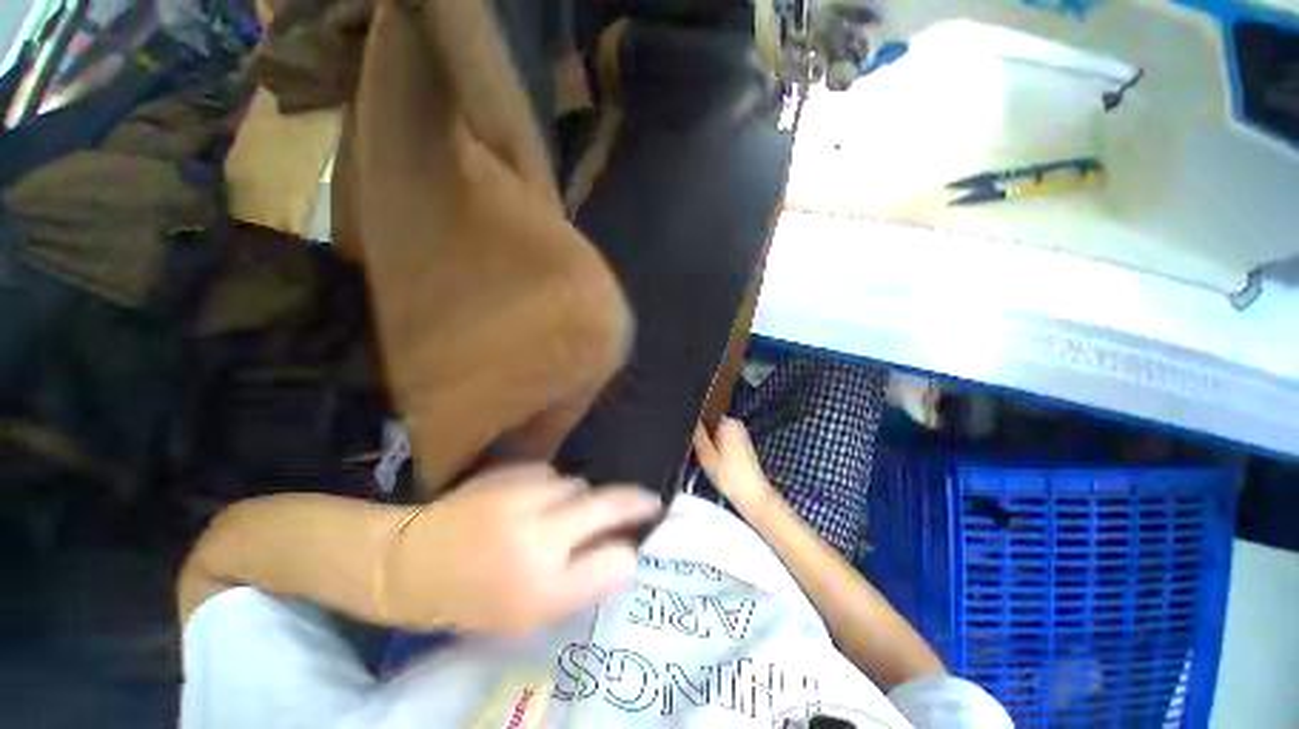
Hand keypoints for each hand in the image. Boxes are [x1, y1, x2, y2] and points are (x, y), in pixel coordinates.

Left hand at [388, 464, 660, 633]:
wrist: (411, 562)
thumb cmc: (472, 599)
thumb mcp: (529, 614)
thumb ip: (581, 583)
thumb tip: (622, 554)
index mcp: (541, 588)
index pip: (611, 562)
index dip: (631, 548)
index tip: (644, 538)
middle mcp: (537, 539)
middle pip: (605, 506)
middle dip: (634, 501)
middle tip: (650, 501)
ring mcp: (521, 498)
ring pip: (576, 485)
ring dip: (579, 498)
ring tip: (562, 514)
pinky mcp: (507, 475)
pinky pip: (550, 475)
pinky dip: (552, 487)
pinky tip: (534, 501)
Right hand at [693, 418, 778, 519]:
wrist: (752, 496)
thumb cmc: (729, 475)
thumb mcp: (706, 455)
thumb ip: (697, 434)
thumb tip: (690, 420)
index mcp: (727, 421)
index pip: (704, 415)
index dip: (694, 427)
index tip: (690, 440)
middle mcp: (736, 424)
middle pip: (710, 425)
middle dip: (702, 436)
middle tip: (698, 453)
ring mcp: (741, 434)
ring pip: (716, 434)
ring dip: (710, 444)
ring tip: (708, 460)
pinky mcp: (743, 445)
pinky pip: (723, 441)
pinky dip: (718, 450)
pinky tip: (716, 463)